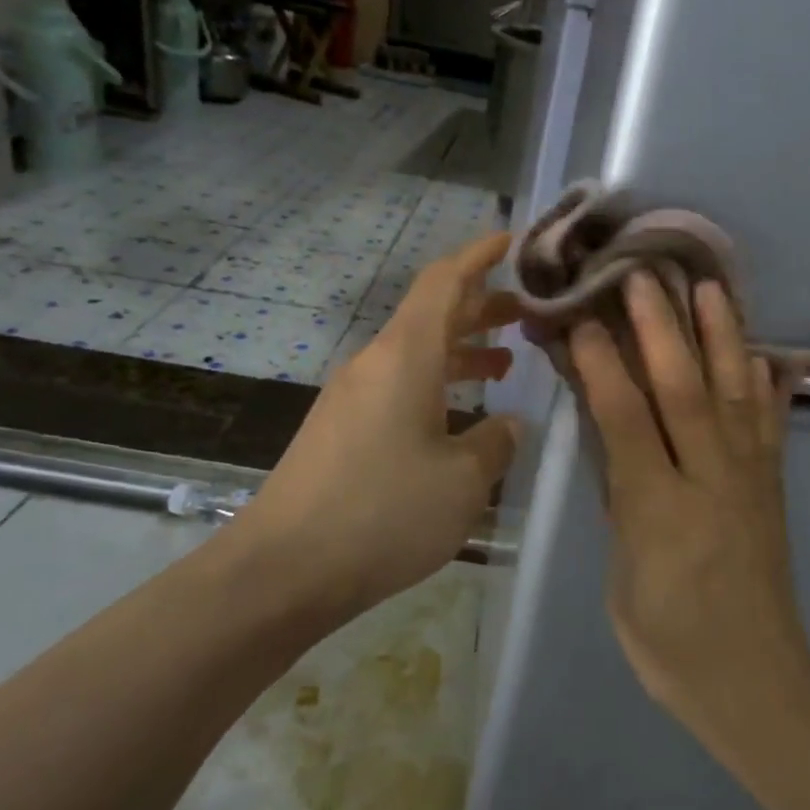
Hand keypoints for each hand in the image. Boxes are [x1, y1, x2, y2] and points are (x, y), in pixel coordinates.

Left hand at [237, 233, 522, 613]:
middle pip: (432, 313)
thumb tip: (507, 424)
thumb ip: (495, 441)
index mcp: (405, 355)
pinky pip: (399, 384)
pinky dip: (437, 382)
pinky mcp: (341, 427)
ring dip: (461, 348)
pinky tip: (460, 413)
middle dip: (481, 306)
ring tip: (506, 362)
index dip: (478, 255)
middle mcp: (375, 362)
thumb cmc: (383, 513)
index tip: (510, 240)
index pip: (444, 281)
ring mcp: (353, 395)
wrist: (282, 569)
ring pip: (416, 351)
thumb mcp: (462, 480)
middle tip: (527, 311)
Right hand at [569, 273, 809, 754]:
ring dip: (721, 336)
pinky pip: (771, 425)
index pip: (626, 422)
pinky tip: (759, 353)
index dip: (603, 366)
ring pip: (735, 394)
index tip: (583, 319)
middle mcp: (711, 484)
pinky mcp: (774, 489)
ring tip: (710, 286)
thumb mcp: (622, 578)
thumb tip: (607, 435)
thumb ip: (617, 500)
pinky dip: (764, 384)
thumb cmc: (669, 644)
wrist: (756, 685)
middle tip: (643, 276)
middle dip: (661, 329)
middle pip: (684, 392)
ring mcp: (751, 481)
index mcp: (660, 513)